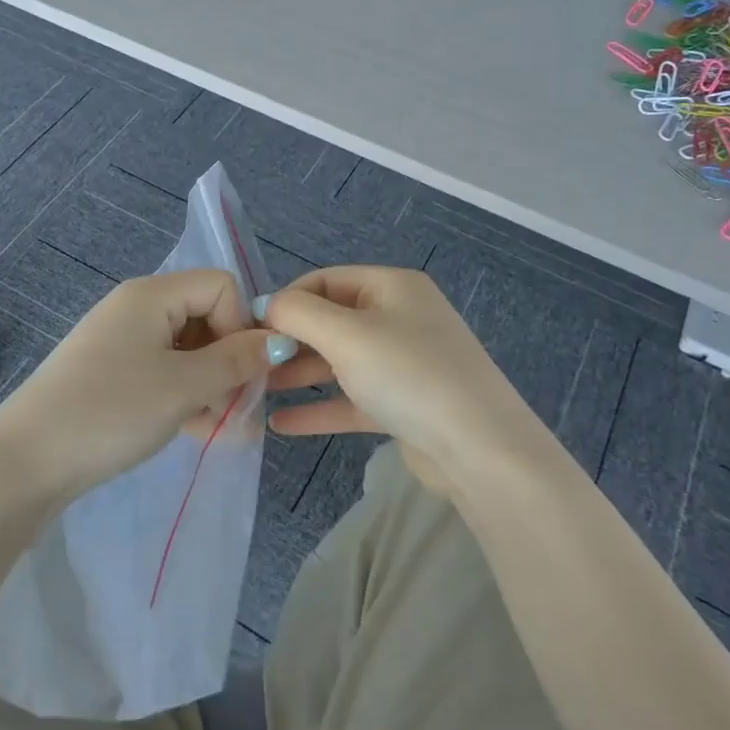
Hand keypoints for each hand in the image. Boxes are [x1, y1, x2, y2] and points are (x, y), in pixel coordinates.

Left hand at [0, 269, 293, 502]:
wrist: (27, 462)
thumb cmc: (111, 411)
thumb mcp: (184, 387)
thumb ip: (236, 361)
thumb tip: (280, 340)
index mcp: (151, 295)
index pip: (221, 286)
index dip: (241, 324)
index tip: (239, 372)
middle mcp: (136, 308)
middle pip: (205, 317)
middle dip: (228, 362)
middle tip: (235, 409)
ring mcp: (121, 341)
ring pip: (187, 350)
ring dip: (210, 385)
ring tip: (217, 429)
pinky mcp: (112, 372)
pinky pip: (163, 371)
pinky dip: (183, 395)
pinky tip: (193, 430)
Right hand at [261, 266, 552, 492]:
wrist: (478, 449)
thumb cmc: (408, 375)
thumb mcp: (346, 335)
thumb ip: (298, 314)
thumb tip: (266, 305)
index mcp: (392, 287)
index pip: (325, 281)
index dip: (286, 300)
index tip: (250, 329)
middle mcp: (399, 318)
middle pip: (331, 321)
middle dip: (290, 341)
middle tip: (250, 364)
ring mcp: (404, 363)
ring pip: (340, 362)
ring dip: (299, 375)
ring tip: (255, 392)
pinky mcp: (403, 405)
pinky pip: (352, 398)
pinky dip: (320, 407)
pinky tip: (281, 423)